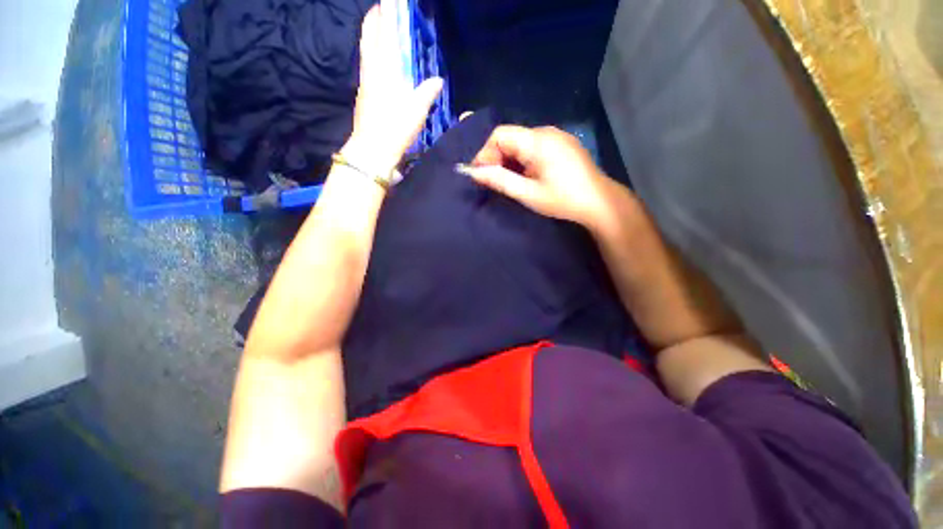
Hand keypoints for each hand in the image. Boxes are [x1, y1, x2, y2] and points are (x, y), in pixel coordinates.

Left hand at [343, 0, 442, 174]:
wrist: (373, 151)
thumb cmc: (394, 128)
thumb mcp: (416, 111)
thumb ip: (427, 92)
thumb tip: (438, 80)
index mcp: (382, 70)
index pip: (380, 33)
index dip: (383, 14)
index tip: (387, 2)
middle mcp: (370, 72)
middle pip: (369, 39)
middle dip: (375, 22)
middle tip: (383, 10)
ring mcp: (365, 85)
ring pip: (368, 54)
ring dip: (374, 39)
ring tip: (383, 32)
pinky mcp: (364, 97)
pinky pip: (369, 68)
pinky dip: (375, 57)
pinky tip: (382, 64)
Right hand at [468, 125, 613, 229]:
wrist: (599, 203)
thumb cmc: (563, 200)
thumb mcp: (528, 193)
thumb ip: (500, 180)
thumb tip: (473, 172)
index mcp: (538, 140)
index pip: (500, 134)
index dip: (485, 153)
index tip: (481, 175)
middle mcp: (546, 131)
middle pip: (510, 137)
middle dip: (497, 158)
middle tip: (494, 181)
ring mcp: (556, 136)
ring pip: (521, 142)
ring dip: (510, 160)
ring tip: (509, 181)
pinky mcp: (562, 144)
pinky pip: (534, 146)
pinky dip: (523, 159)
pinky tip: (526, 176)